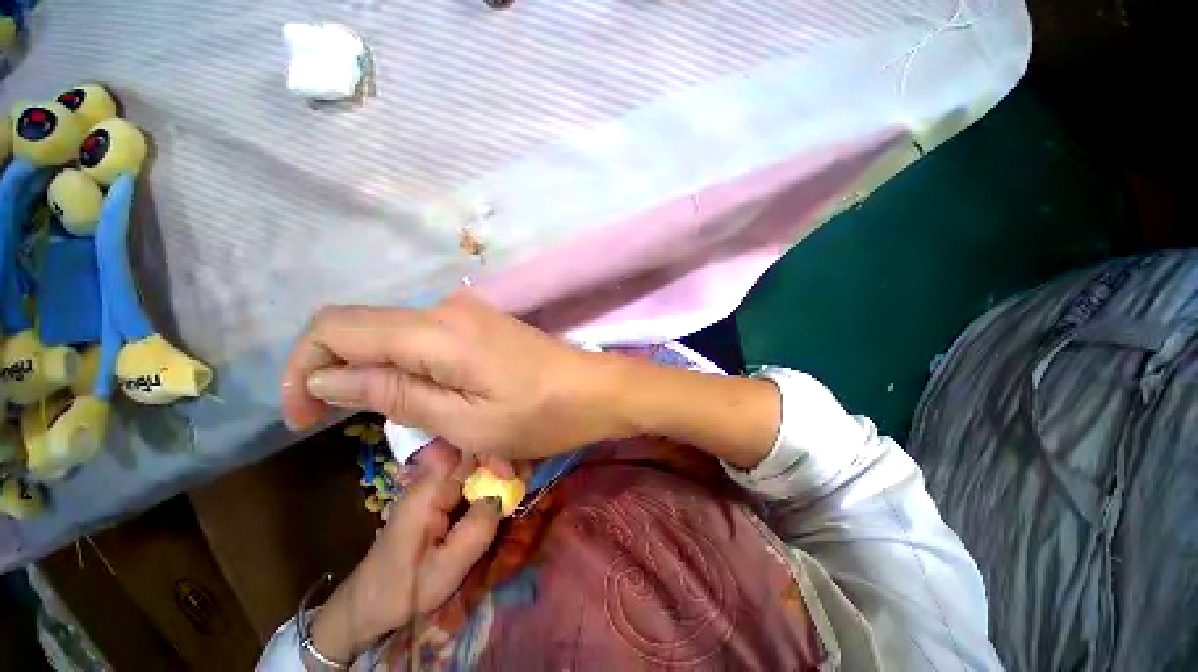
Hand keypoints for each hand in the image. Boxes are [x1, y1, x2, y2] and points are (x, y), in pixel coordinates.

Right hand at [281, 291, 628, 460]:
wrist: (597, 391)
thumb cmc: (542, 416)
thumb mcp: (466, 423)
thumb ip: (394, 394)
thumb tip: (328, 377)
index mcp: (437, 332)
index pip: (336, 328)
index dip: (303, 368)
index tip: (302, 417)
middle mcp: (446, 310)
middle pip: (360, 326)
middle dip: (332, 370)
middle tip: (333, 423)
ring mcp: (467, 313)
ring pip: (392, 333)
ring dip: (370, 371)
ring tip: (381, 416)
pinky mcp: (482, 324)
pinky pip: (423, 338)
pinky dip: (403, 364)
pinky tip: (418, 394)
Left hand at [309, 443, 501, 662]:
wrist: (366, 606)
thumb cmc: (402, 590)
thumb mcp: (443, 570)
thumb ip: (476, 530)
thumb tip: (504, 494)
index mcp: (429, 490)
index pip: (468, 453)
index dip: (497, 455)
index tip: (520, 472)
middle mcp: (431, 479)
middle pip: (473, 454)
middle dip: (503, 460)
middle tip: (527, 475)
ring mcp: (433, 486)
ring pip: (472, 465)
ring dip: (497, 470)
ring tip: (521, 480)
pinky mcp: (437, 497)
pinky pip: (468, 479)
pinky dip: (488, 481)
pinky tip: (503, 491)